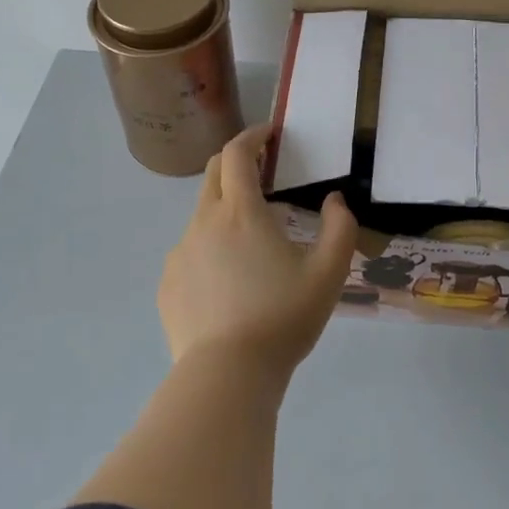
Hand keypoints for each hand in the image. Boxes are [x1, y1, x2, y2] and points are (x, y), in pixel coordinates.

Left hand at [158, 125, 358, 378]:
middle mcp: (203, 222)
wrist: (227, 374)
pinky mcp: (168, 284)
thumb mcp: (329, 272)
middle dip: (235, 162)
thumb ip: (340, 227)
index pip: (237, 154)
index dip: (253, 136)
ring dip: (225, 211)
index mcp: (241, 212)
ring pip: (201, 216)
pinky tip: (228, 283)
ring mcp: (180, 253)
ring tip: (251, 243)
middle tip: (260, 171)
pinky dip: (210, 249)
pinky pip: (190, 252)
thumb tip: (335, 200)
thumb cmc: (283, 316)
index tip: (269, 133)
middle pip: (212, 174)